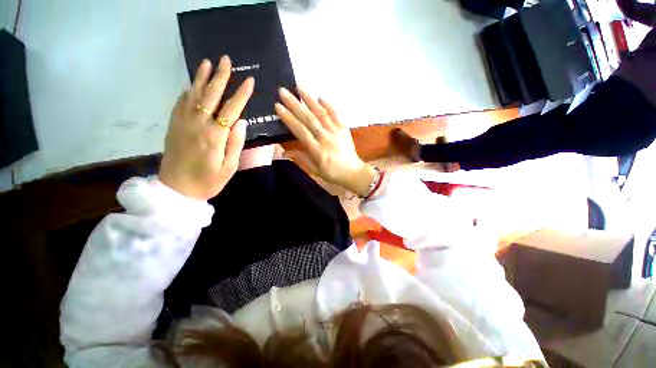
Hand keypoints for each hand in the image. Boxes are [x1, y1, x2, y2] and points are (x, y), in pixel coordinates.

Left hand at [159, 56, 254, 199]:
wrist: (176, 190)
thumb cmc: (208, 181)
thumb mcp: (229, 168)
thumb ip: (236, 144)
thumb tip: (242, 122)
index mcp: (214, 136)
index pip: (231, 109)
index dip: (241, 94)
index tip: (249, 81)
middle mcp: (197, 124)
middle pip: (210, 95)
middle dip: (220, 77)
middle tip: (226, 60)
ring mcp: (183, 123)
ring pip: (193, 94)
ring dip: (201, 77)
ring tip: (207, 62)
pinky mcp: (174, 126)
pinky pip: (180, 103)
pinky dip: (187, 91)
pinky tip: (192, 84)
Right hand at [275, 88, 376, 196]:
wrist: (353, 172)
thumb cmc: (332, 173)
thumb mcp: (315, 171)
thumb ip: (301, 159)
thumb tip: (285, 151)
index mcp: (318, 151)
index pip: (301, 132)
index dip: (289, 118)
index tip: (278, 106)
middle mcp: (326, 139)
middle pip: (309, 119)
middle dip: (295, 104)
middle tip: (283, 91)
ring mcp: (336, 132)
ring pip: (322, 113)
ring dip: (310, 99)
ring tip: (299, 87)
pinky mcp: (344, 129)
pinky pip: (336, 114)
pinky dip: (328, 105)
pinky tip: (320, 97)